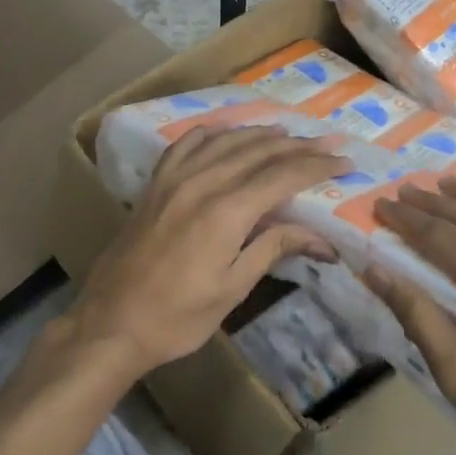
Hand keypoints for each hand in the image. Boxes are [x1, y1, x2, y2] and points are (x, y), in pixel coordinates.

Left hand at [55, 126, 345, 379]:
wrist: (111, 321)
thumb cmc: (177, 316)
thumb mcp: (233, 288)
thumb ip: (273, 249)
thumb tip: (321, 238)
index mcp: (227, 211)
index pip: (283, 176)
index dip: (317, 166)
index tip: (344, 163)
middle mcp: (202, 182)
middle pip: (258, 151)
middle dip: (297, 146)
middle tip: (327, 144)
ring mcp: (174, 179)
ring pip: (225, 141)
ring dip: (260, 134)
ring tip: (287, 134)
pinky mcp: (155, 184)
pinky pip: (186, 144)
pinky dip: (213, 133)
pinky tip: (226, 132)